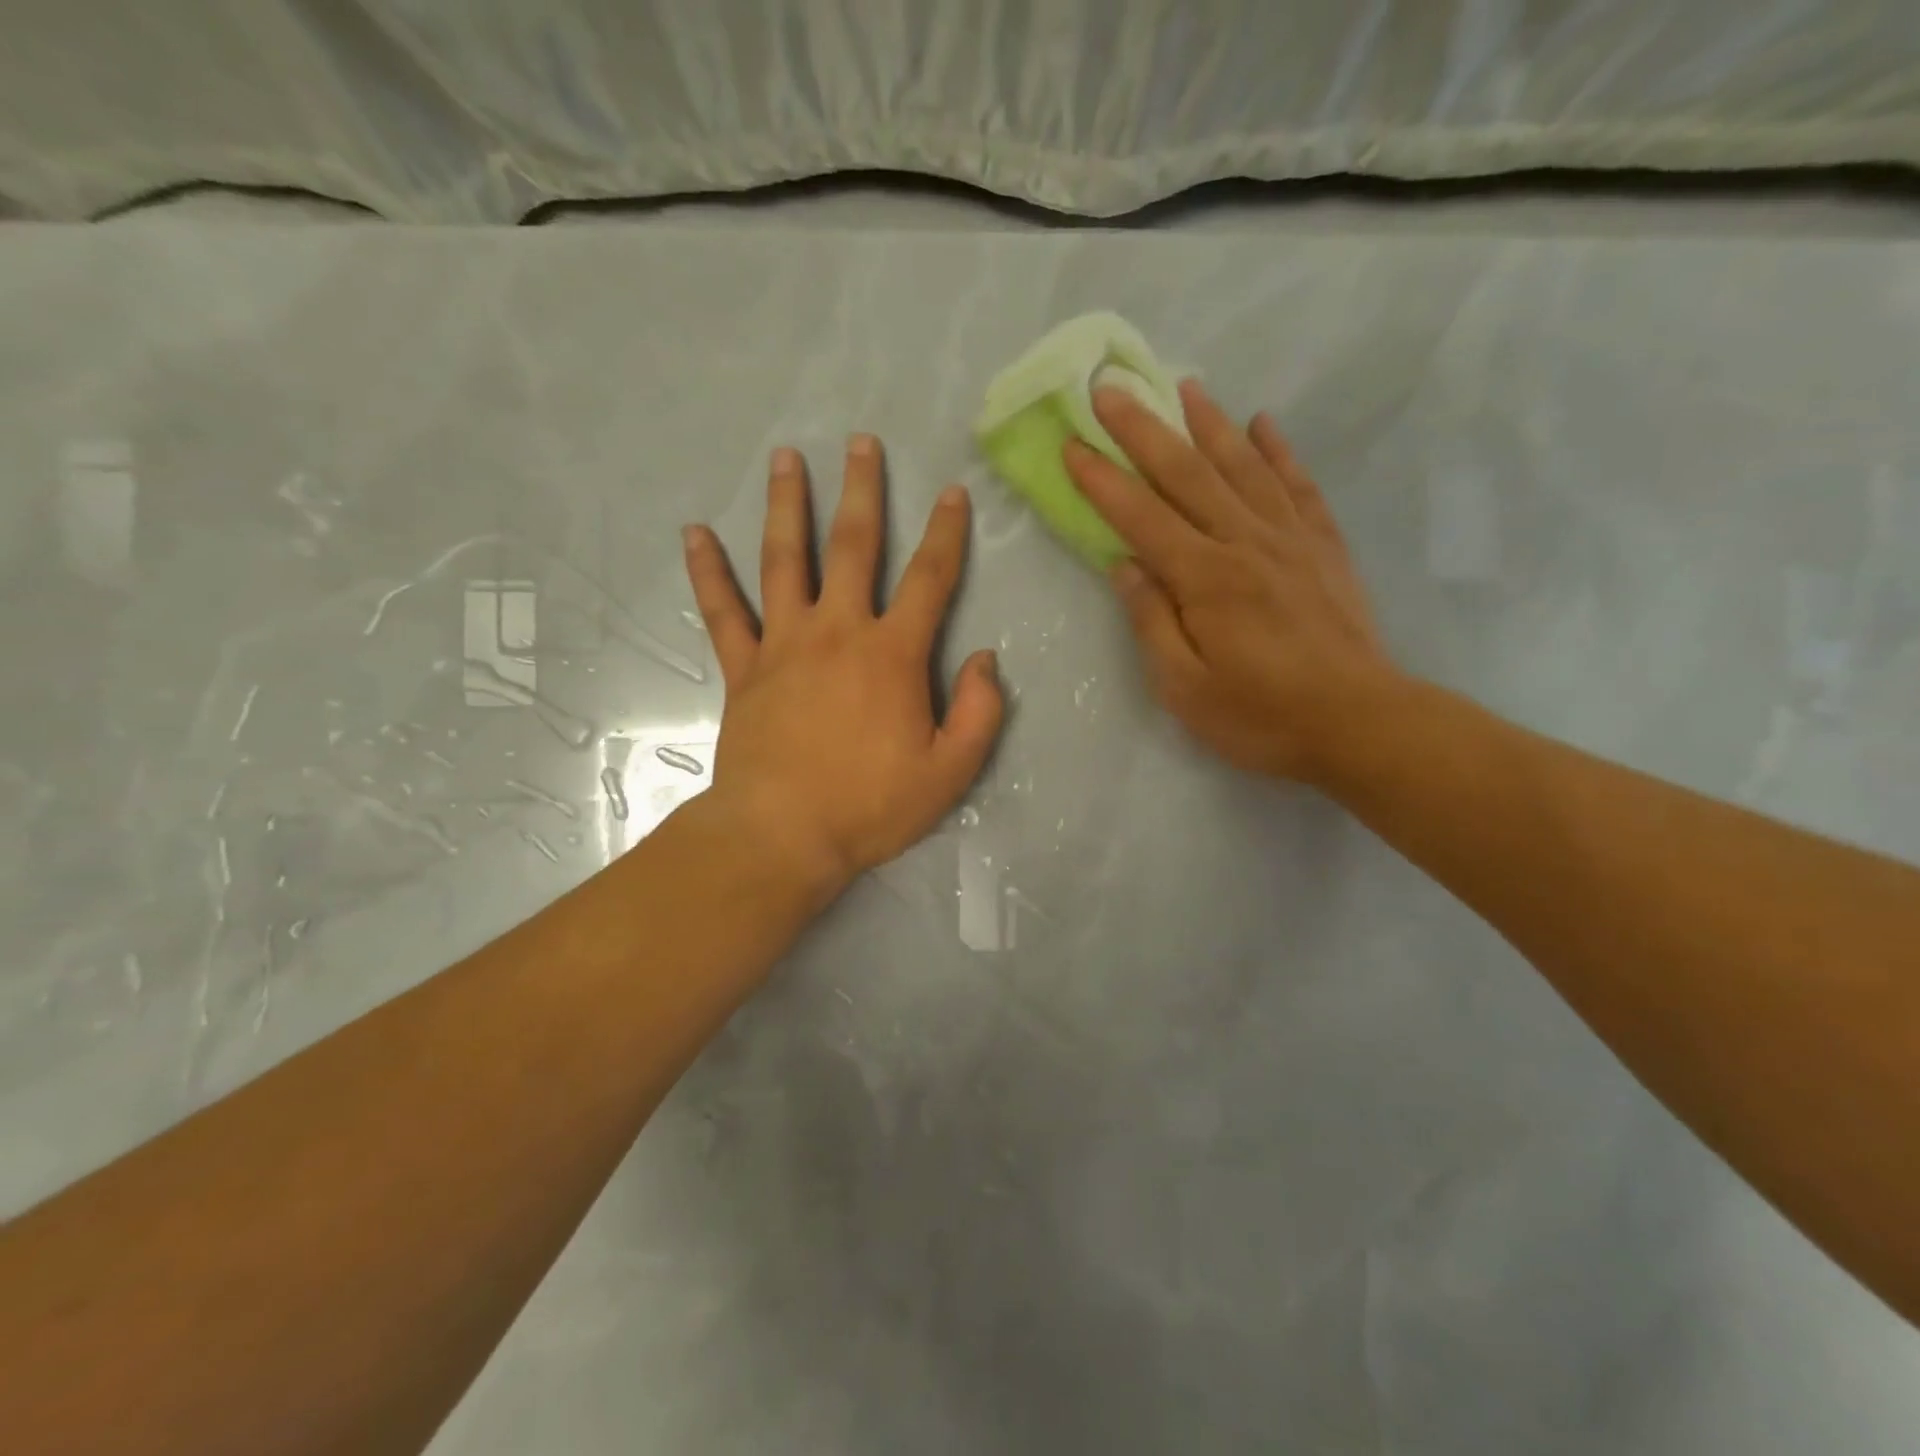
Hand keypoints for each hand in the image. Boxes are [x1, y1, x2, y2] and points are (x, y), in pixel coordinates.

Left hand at [682, 435, 1002, 897]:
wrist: (783, 835)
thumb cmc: (871, 806)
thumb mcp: (950, 771)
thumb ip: (979, 712)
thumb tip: (985, 659)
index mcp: (892, 654)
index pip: (929, 579)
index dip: (946, 533)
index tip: (952, 493)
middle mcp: (838, 632)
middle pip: (852, 547)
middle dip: (862, 491)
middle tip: (860, 442)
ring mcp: (783, 644)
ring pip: (784, 560)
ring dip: (787, 506)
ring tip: (785, 458)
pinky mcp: (743, 668)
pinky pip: (722, 610)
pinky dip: (707, 571)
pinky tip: (694, 533)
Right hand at [1064, 379, 1400, 784]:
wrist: (1361, 723)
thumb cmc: (1261, 716)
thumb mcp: (1185, 688)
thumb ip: (1151, 621)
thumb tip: (1124, 565)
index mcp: (1204, 579)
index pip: (1141, 517)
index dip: (1102, 480)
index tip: (1072, 444)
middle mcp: (1245, 542)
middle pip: (1187, 473)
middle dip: (1143, 429)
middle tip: (1111, 389)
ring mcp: (1290, 539)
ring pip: (1243, 466)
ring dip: (1209, 423)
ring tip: (1184, 386)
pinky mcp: (1324, 547)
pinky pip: (1298, 485)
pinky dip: (1279, 451)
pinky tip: (1264, 424)